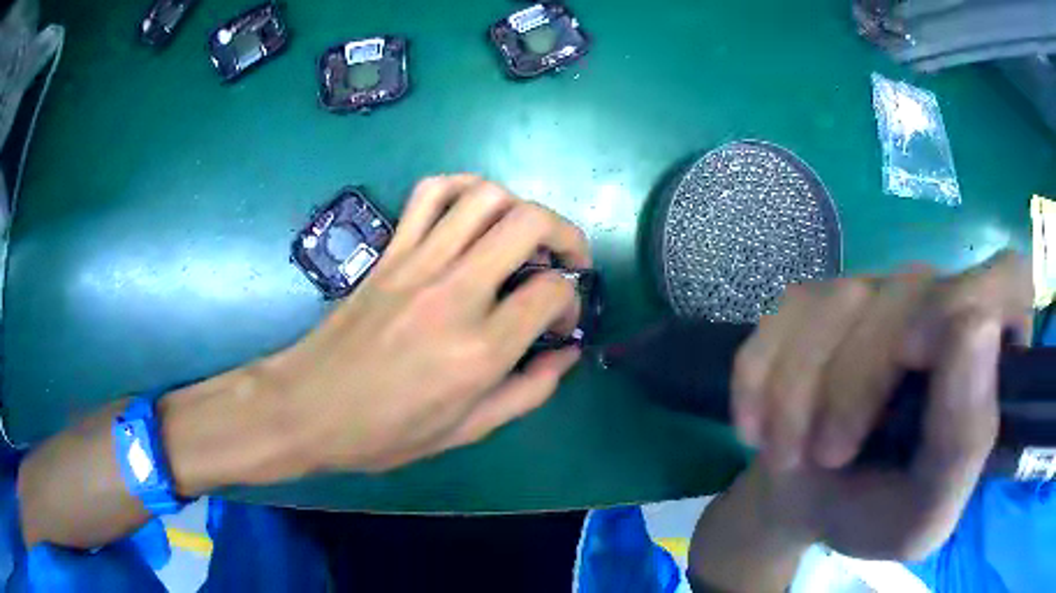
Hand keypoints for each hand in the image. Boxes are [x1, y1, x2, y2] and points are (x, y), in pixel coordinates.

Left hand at [268, 175, 589, 472]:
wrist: (309, 407)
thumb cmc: (386, 432)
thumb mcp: (467, 431)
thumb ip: (529, 391)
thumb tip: (567, 354)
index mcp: (479, 351)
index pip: (551, 292)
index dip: (571, 302)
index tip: (561, 322)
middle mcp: (454, 293)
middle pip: (529, 223)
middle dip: (565, 235)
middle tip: (567, 262)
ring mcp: (417, 263)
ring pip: (485, 197)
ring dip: (520, 207)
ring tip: (525, 236)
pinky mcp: (389, 251)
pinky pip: (430, 194)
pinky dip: (462, 188)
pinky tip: (473, 212)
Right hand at [730, 252, 1031, 559]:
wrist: (803, 504)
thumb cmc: (876, 514)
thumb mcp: (925, 513)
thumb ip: (965, 441)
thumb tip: (978, 326)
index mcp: (986, 356)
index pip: (1007, 278)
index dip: (974, 300)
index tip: (921, 361)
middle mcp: (939, 302)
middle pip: (910, 293)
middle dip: (857, 382)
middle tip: (827, 455)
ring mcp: (876, 291)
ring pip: (839, 301)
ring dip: (800, 391)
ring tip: (789, 454)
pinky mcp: (816, 300)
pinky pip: (783, 314)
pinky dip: (760, 377)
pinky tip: (756, 425)